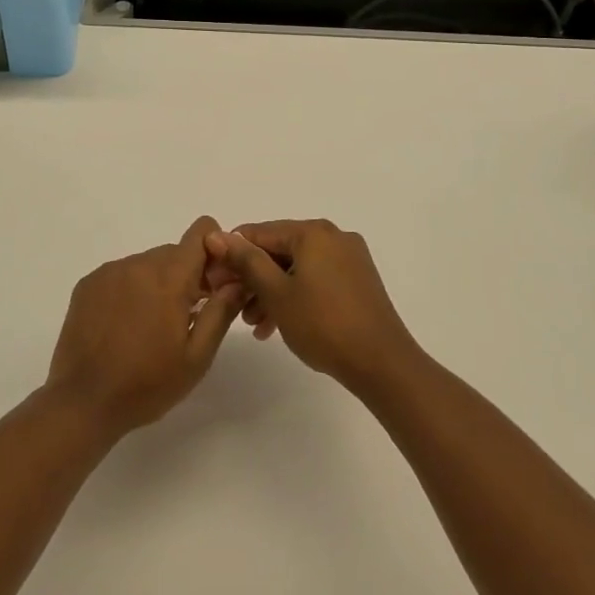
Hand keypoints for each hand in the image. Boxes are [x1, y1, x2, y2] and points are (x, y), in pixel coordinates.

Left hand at [45, 216, 247, 438]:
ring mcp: (110, 272)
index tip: (214, 283)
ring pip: (147, 263)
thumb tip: (238, 280)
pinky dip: (131, 290)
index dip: (214, 250)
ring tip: (151, 327)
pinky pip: (121, 274)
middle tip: (186, 316)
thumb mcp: (196, 357)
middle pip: (175, 252)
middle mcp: (139, 264)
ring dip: (158, 283)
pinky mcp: (88, 284)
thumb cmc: (147, 384)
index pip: (201, 233)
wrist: (82, 403)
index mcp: (170, 278)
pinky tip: (124, 326)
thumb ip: (221, 312)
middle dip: (187, 276)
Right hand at [205, 219, 420, 394]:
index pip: (260, 232)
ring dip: (271, 291)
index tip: (213, 281)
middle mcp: (333, 236)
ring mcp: (349, 259)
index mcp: (313, 232)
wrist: (381, 362)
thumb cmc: (323, 324)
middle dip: (253, 278)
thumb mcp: (276, 293)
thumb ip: (247, 261)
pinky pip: (315, 280)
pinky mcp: (358, 281)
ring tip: (253, 324)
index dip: (232, 255)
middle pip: (280, 250)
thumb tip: (218, 234)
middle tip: (231, 305)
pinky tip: (278, 325)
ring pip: (297, 268)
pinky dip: (295, 296)